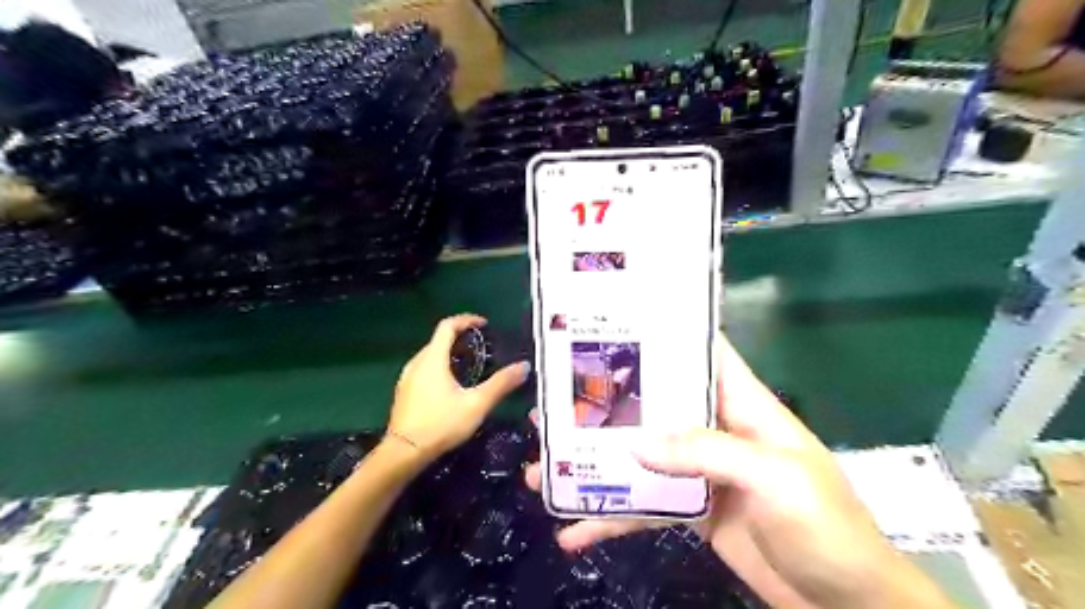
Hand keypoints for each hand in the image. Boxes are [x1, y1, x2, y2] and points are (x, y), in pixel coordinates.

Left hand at [391, 318, 528, 462]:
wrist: (403, 453)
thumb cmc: (441, 424)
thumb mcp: (477, 404)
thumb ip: (501, 384)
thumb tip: (524, 366)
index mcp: (433, 359)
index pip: (447, 326)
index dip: (466, 320)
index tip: (483, 324)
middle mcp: (417, 363)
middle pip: (438, 340)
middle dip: (460, 338)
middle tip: (481, 347)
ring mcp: (407, 378)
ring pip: (430, 355)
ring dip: (449, 353)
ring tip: (469, 365)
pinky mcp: (403, 393)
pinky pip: (423, 370)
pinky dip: (439, 367)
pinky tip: (450, 386)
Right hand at [531, 338, 951, 608]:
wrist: (848, 605)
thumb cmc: (826, 527)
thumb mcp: (775, 478)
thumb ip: (708, 452)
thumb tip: (637, 444)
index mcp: (742, 405)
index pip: (702, 354)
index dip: (663, 334)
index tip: (612, 327)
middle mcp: (716, 429)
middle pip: (654, 406)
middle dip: (606, 406)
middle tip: (554, 407)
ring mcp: (700, 471)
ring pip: (639, 457)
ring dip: (595, 466)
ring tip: (542, 471)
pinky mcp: (692, 510)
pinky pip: (644, 508)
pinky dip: (611, 519)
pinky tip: (574, 532)